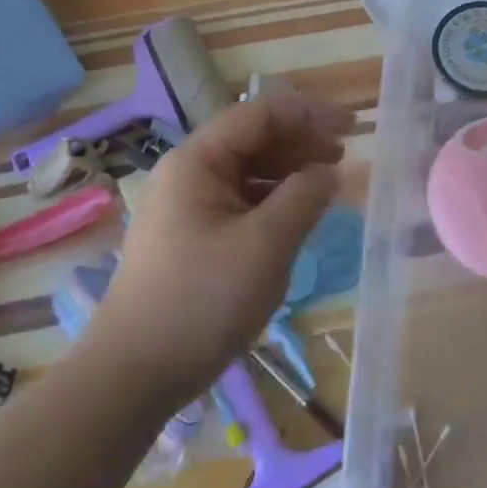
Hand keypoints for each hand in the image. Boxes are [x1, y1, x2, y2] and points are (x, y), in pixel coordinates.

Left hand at [86, 92, 352, 405]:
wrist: (134, 373)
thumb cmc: (202, 302)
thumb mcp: (265, 247)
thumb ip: (303, 198)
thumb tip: (328, 171)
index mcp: (198, 161)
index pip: (260, 114)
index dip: (309, 114)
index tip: (352, 127)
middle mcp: (188, 172)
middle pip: (253, 138)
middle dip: (301, 141)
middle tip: (344, 157)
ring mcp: (187, 204)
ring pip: (247, 170)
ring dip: (289, 170)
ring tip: (327, 184)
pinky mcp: (191, 234)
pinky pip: (239, 200)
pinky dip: (272, 199)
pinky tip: (296, 214)